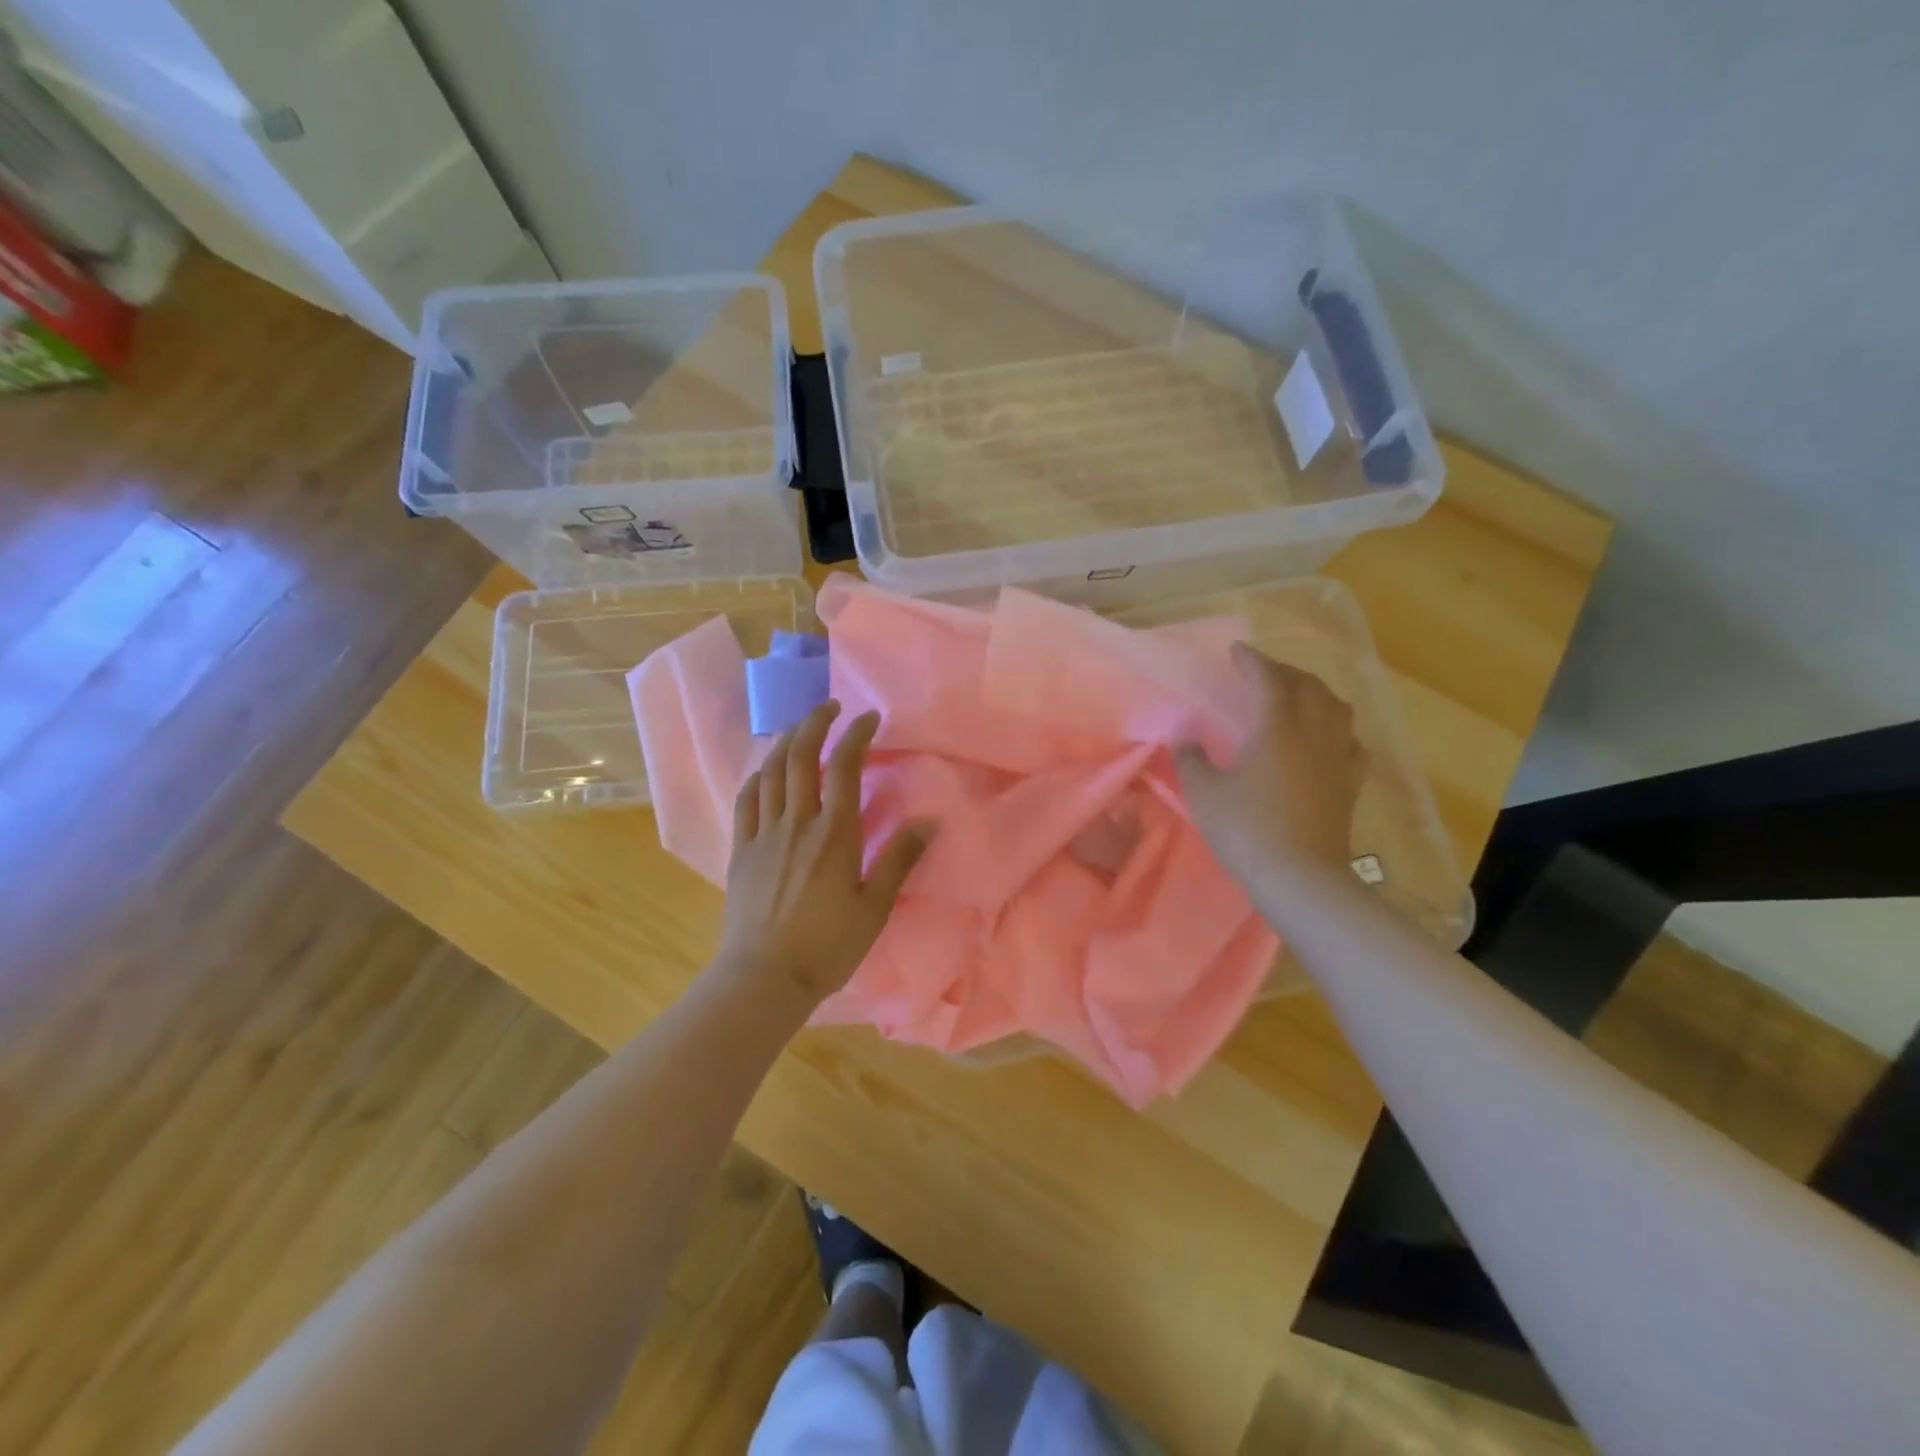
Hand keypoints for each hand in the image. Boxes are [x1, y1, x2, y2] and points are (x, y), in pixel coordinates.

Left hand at [717, 701, 931, 1007]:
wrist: (765, 977)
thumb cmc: (828, 946)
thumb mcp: (874, 907)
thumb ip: (899, 859)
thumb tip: (929, 820)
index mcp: (834, 834)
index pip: (844, 767)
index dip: (856, 735)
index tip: (868, 718)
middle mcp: (796, 822)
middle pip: (801, 756)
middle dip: (815, 723)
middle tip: (830, 708)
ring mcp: (763, 833)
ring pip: (770, 771)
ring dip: (785, 741)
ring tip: (800, 729)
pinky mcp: (741, 849)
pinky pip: (746, 799)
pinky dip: (758, 775)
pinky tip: (766, 771)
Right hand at [1175, 644, 1366, 888]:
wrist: (1299, 876)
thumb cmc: (1245, 829)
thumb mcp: (1204, 793)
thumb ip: (1190, 760)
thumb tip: (1184, 739)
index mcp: (1276, 726)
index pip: (1267, 679)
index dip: (1252, 660)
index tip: (1237, 651)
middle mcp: (1313, 732)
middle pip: (1307, 686)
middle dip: (1284, 672)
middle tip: (1261, 674)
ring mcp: (1337, 758)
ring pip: (1337, 708)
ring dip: (1316, 693)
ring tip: (1298, 697)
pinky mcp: (1350, 784)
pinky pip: (1352, 743)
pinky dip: (1340, 730)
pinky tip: (1331, 739)